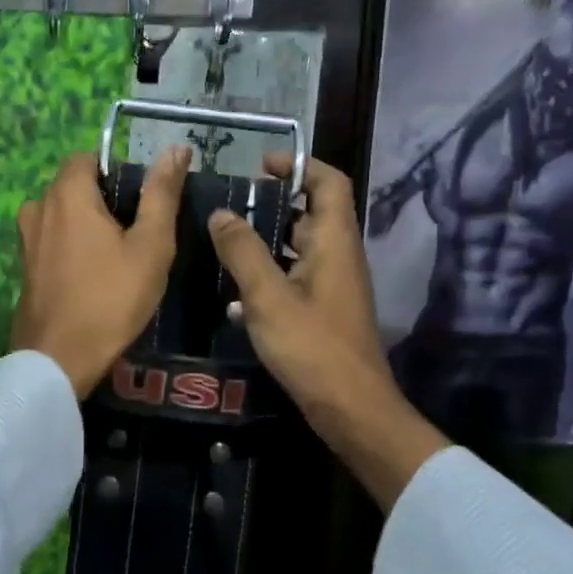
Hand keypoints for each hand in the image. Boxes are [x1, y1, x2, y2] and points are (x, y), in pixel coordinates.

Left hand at [11, 146, 190, 397]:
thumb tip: (176, 149)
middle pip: (74, 185)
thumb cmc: (111, 298)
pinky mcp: (24, 267)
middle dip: (105, 200)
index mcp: (66, 193)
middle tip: (137, 234)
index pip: (88, 157)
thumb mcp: (150, 245)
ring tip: (119, 257)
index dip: (116, 172)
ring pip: (63, 214)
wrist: (59, 359)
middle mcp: (38, 207)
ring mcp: (26, 239)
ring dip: (88, 225)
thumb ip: (161, 194)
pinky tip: (95, 276)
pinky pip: (53, 240)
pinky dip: (73, 246)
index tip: (141, 202)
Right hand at [207, 154, 446, 508]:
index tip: (260, 166)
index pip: (329, 182)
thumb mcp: (268, 296)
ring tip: (223, 245)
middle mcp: (338, 256)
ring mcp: (333, 286)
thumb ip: (243, 251)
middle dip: (272, 205)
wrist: (350, 408)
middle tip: (229, 207)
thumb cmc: (312, 347)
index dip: (299, 165)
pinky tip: (235, 296)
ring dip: (265, 242)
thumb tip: (221, 212)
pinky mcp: (324, 312)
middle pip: (311, 213)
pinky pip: (295, 279)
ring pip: (299, 249)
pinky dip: (269, 276)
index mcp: (334, 241)